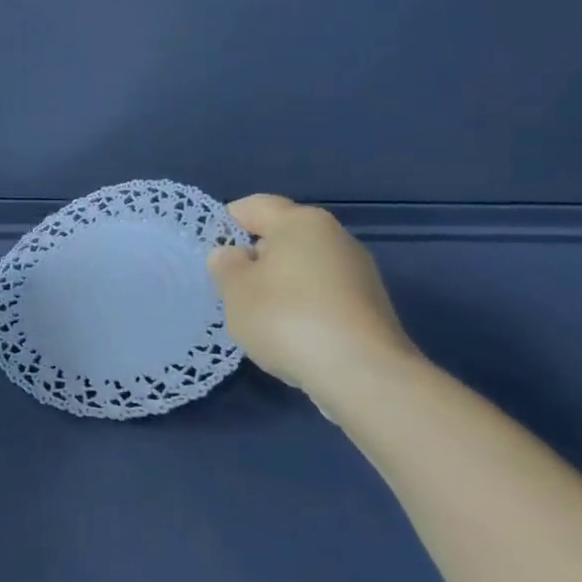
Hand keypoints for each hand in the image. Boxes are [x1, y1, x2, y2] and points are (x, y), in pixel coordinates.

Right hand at [208, 194, 418, 398]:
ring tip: (260, 318)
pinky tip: (292, 335)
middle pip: (281, 237)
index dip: (225, 225)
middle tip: (231, 289)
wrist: (363, 375)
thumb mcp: (234, 290)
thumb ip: (226, 265)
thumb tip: (235, 255)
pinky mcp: (370, 307)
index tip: (211, 255)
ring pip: (303, 268)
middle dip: (254, 258)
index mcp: (301, 221)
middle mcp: (335, 237)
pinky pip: (322, 295)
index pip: (253, 207)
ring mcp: (358, 273)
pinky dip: (303, 308)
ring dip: (279, 286)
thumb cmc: (287, 318)